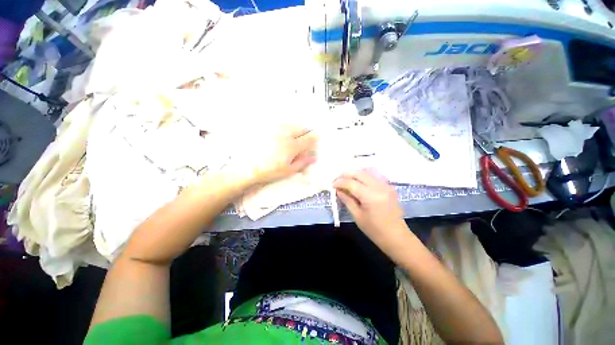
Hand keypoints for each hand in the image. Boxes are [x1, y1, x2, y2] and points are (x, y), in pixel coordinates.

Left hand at [229, 125, 316, 185]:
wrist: (248, 167)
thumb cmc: (270, 171)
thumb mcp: (289, 170)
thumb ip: (303, 162)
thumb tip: (313, 157)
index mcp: (292, 146)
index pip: (309, 138)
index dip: (315, 139)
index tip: (315, 142)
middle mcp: (285, 134)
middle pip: (302, 127)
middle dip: (307, 132)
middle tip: (305, 140)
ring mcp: (275, 129)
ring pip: (292, 124)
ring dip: (297, 129)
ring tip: (294, 137)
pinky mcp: (267, 128)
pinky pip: (281, 124)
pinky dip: (287, 128)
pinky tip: (283, 135)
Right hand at [333, 169, 408, 251]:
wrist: (397, 237)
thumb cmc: (375, 230)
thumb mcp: (357, 216)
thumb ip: (347, 200)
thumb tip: (338, 190)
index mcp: (371, 196)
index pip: (351, 183)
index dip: (340, 182)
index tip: (332, 185)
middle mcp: (379, 187)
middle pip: (359, 173)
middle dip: (346, 175)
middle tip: (337, 181)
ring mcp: (386, 185)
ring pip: (366, 172)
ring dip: (354, 174)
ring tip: (346, 181)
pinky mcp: (389, 187)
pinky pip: (373, 176)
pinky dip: (363, 176)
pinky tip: (358, 182)